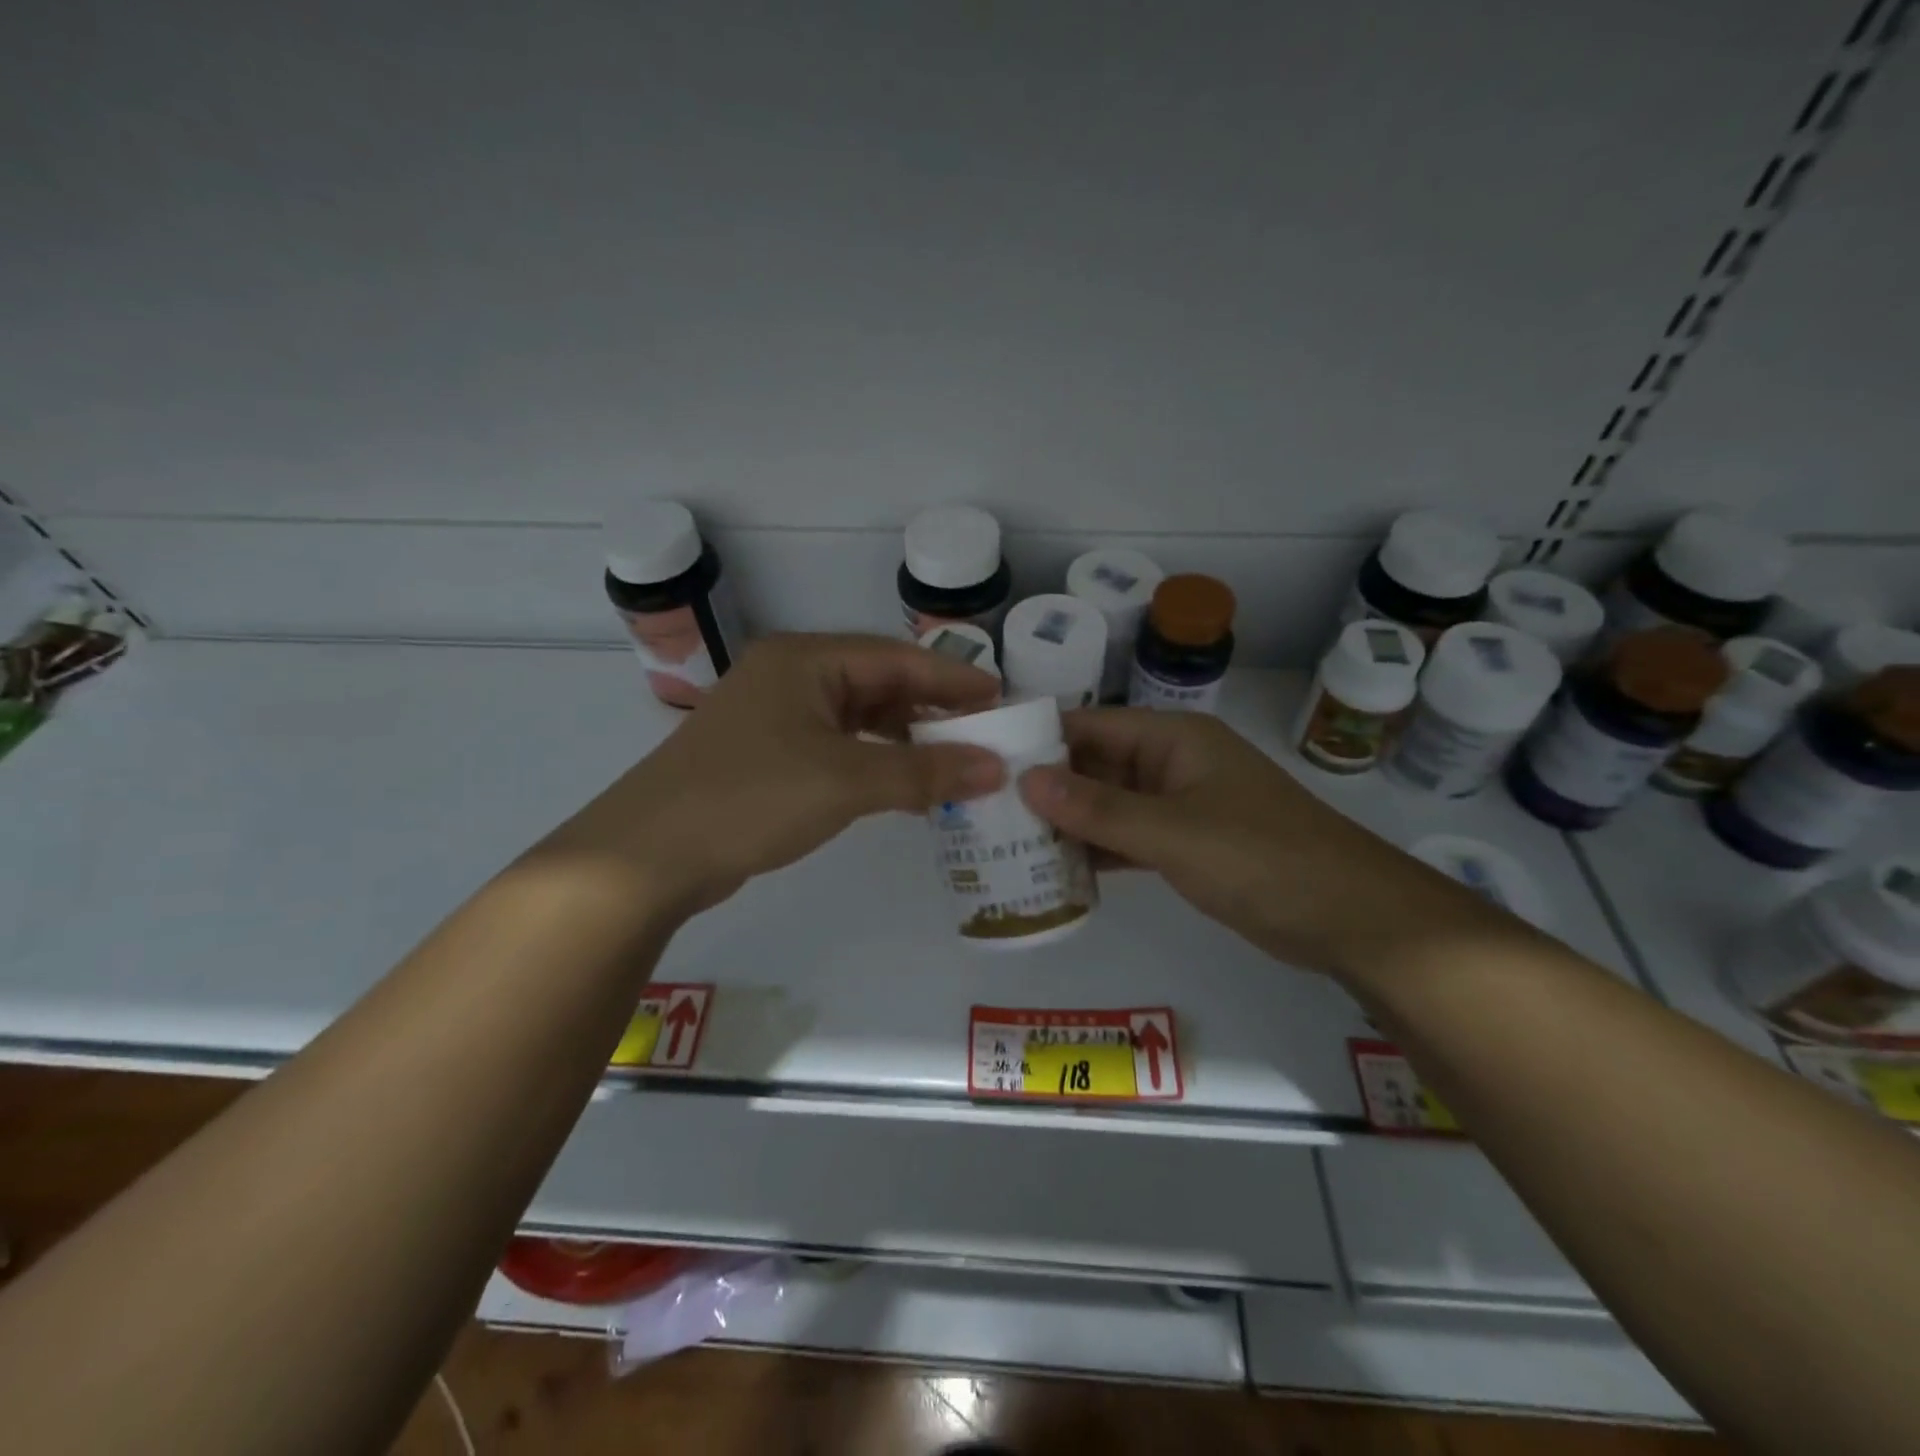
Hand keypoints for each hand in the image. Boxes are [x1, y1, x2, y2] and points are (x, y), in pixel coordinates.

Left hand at [536, 634, 1004, 914]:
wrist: (648, 855)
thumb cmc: (750, 798)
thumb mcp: (845, 781)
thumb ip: (923, 772)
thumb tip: (994, 768)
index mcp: (806, 661)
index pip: (897, 659)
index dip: (953, 678)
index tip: (1002, 698)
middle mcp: (791, 677)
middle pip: (879, 684)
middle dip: (933, 709)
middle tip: (985, 734)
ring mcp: (775, 718)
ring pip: (858, 718)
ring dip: (905, 739)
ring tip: (954, 762)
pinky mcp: (768, 756)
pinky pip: (838, 747)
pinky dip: (875, 762)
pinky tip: (903, 786)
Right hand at [1018, 709, 1494, 976]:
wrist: (1350, 916)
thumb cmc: (1261, 857)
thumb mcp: (1173, 832)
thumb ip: (1098, 808)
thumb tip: (1026, 779)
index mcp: (1172, 738)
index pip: (1091, 724)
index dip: (1039, 737)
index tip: (985, 758)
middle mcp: (1171, 763)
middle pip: (1095, 764)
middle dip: (1046, 785)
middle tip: (984, 809)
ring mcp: (1180, 805)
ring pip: (1109, 805)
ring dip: (1067, 822)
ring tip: (1006, 840)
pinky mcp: (1187, 844)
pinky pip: (1128, 838)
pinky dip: (1097, 851)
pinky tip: (1056, 870)